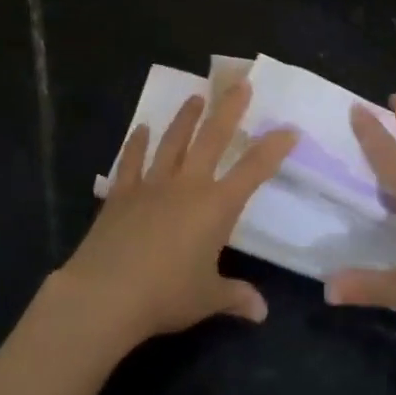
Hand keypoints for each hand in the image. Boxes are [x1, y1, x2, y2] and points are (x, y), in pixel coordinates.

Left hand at [55, 80, 294, 352]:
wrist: (106, 293)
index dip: (273, 148)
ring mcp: (152, 184)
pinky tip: (140, 128)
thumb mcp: (207, 299)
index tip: (289, 128)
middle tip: (240, 83)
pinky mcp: (122, 193)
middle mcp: (187, 185)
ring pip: (173, 141)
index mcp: (215, 207)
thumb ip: (235, 297)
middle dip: (229, 109)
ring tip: (196, 96)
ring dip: (185, 118)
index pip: (253, 170)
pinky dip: (136, 143)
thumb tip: (261, 312)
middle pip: (212, 138)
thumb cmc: (165, 295)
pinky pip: (131, 161)